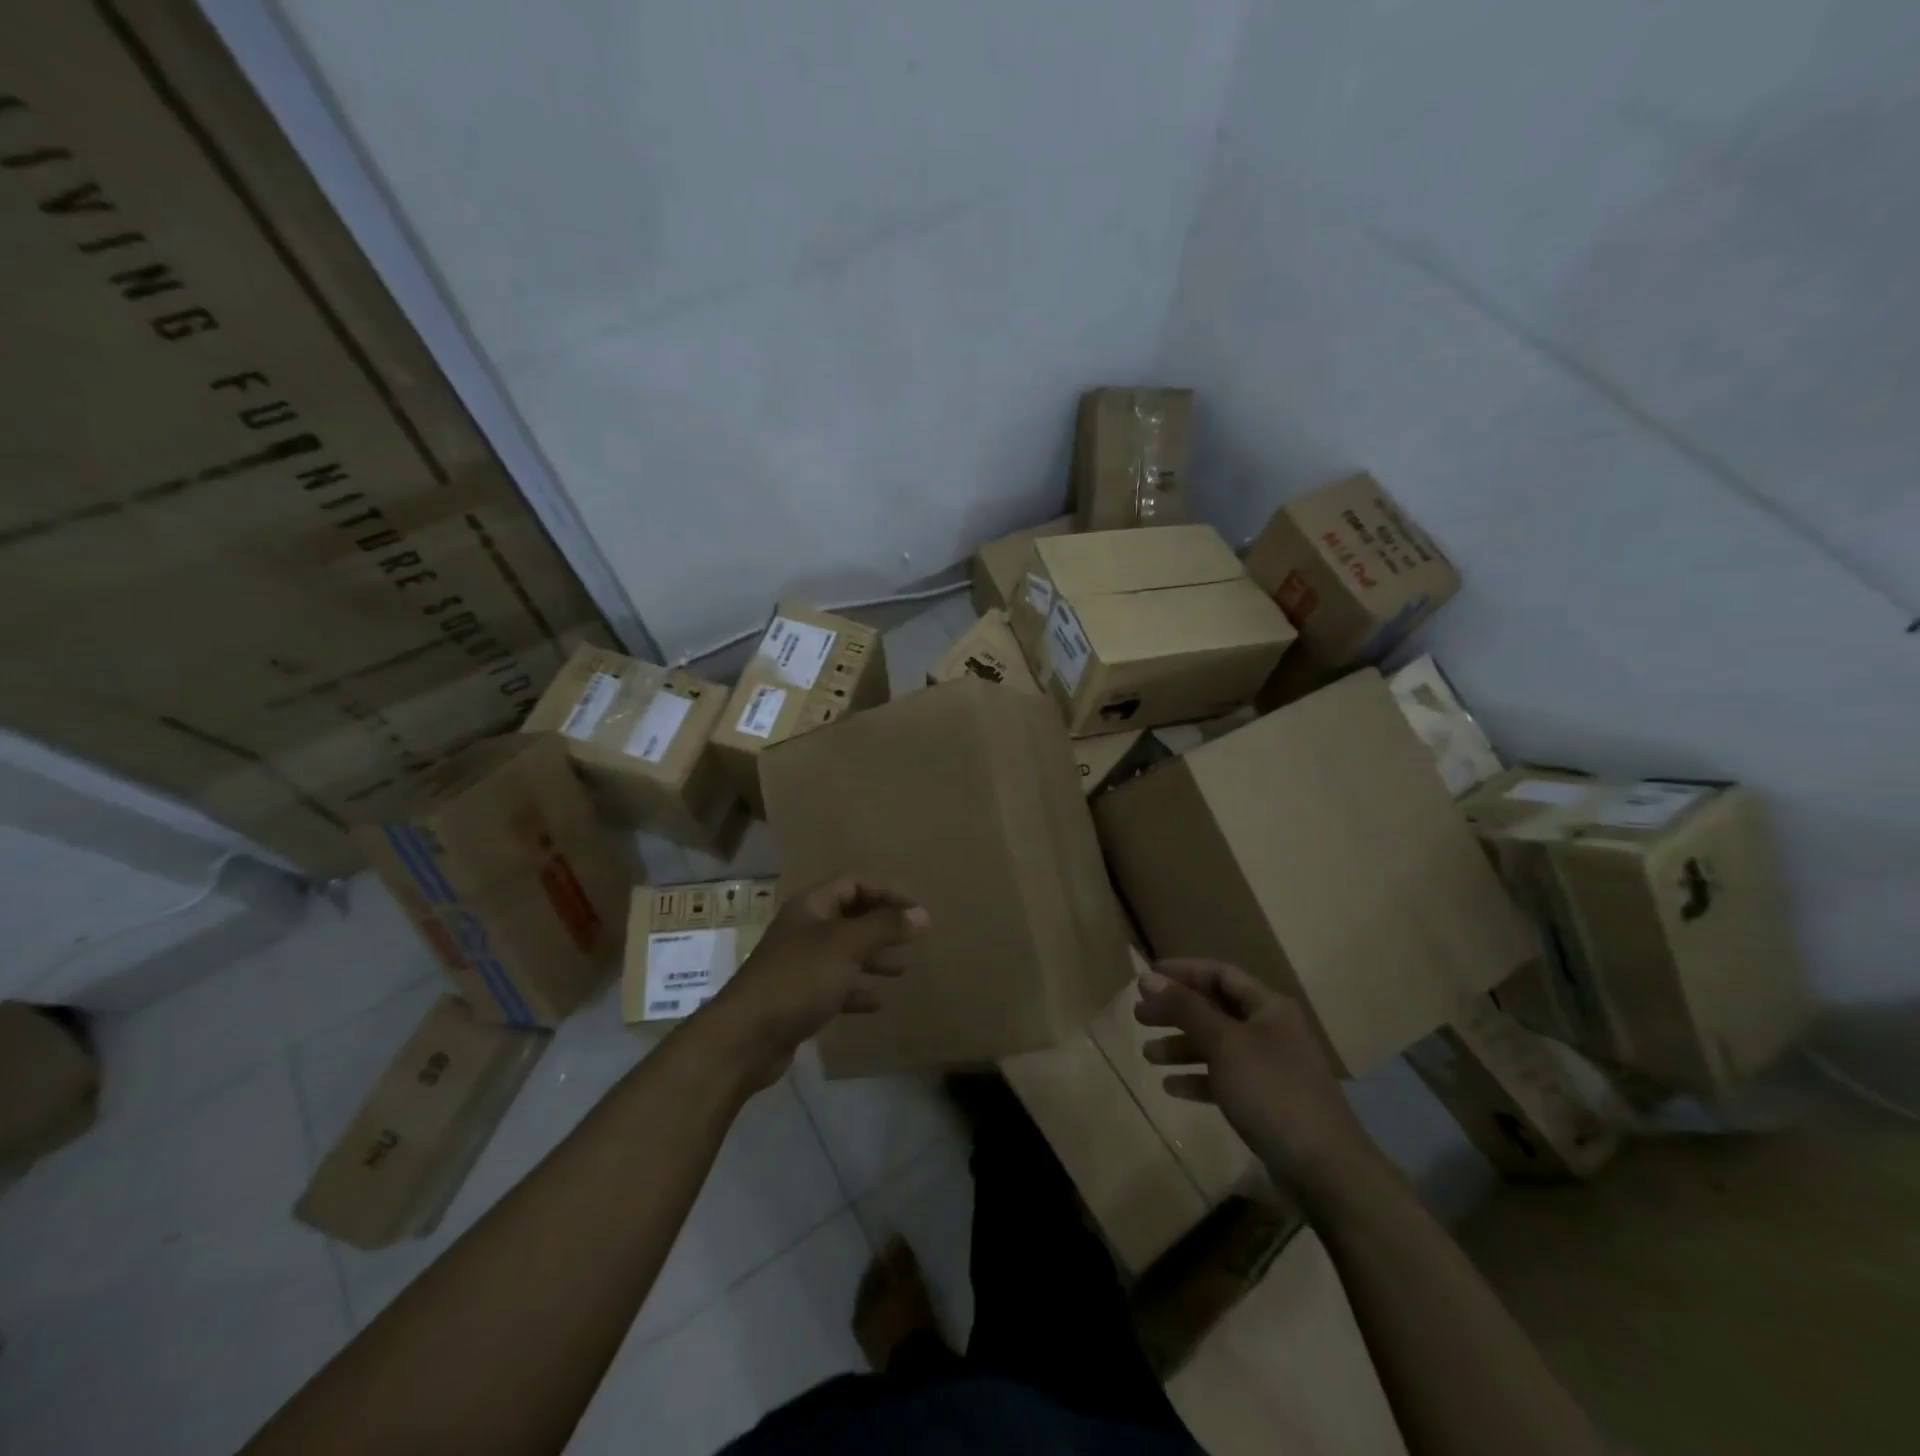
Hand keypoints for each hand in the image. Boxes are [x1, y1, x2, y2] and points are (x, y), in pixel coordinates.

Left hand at [706, 875, 927, 1087]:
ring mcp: (799, 964)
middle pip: (850, 916)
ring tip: (901, 970)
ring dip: (873, 958)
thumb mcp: (846, 946)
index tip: (916, 912)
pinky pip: (835, 985)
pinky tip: (877, 1002)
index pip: (855, 883)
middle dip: (882, 926)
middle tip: (913, 939)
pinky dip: (857, 989)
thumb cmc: (798, 979)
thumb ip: (885, 928)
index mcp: (812, 906)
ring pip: (844, 952)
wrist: (745, 1038)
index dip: (887, 892)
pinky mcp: (798, 998)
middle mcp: (805, 929)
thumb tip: (922, 914)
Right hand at [1135, 958, 1380, 1191]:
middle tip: (1139, 1017)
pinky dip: (1198, 1078)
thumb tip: (1148, 977)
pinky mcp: (1266, 1101)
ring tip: (1148, 1055)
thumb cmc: (1273, 1092)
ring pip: (1217, 1045)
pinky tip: (1171, 1087)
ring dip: (1182, 1046)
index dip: (1182, 971)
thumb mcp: (1224, 1043)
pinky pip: (1224, 1079)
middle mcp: (1270, 1030)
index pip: (1219, 974)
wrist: (1326, 1170)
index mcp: (1268, 1007)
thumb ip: (1186, 1008)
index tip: (1146, 979)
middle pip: (1214, 1009)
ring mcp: (1270, 1067)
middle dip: (1176, 1011)